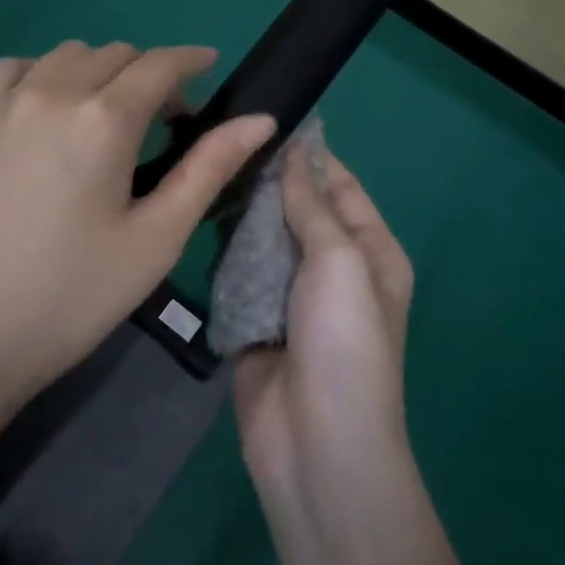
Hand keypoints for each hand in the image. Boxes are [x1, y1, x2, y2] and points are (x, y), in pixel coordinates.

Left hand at [0, 41, 275, 409]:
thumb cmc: (72, 296)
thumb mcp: (156, 238)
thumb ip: (209, 168)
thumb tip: (261, 120)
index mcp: (104, 120)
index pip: (159, 65)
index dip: (191, 59)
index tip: (210, 63)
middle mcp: (52, 93)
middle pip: (115, 54)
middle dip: (150, 74)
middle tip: (163, 120)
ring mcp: (1, 104)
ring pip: (65, 55)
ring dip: (99, 70)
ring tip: (107, 114)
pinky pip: (12, 70)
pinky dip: (42, 73)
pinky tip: (47, 107)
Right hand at [233, 135, 415, 500]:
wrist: (317, 446)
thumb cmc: (344, 343)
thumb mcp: (339, 261)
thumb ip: (312, 205)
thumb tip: (297, 150)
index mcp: (370, 252)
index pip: (339, 186)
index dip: (308, 154)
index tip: (265, 118)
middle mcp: (334, 269)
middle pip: (297, 210)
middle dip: (265, 182)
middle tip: (217, 142)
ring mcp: (292, 297)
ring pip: (263, 240)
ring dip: (240, 215)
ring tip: (200, 172)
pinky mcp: (256, 321)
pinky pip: (238, 274)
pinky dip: (222, 253)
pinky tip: (193, 222)